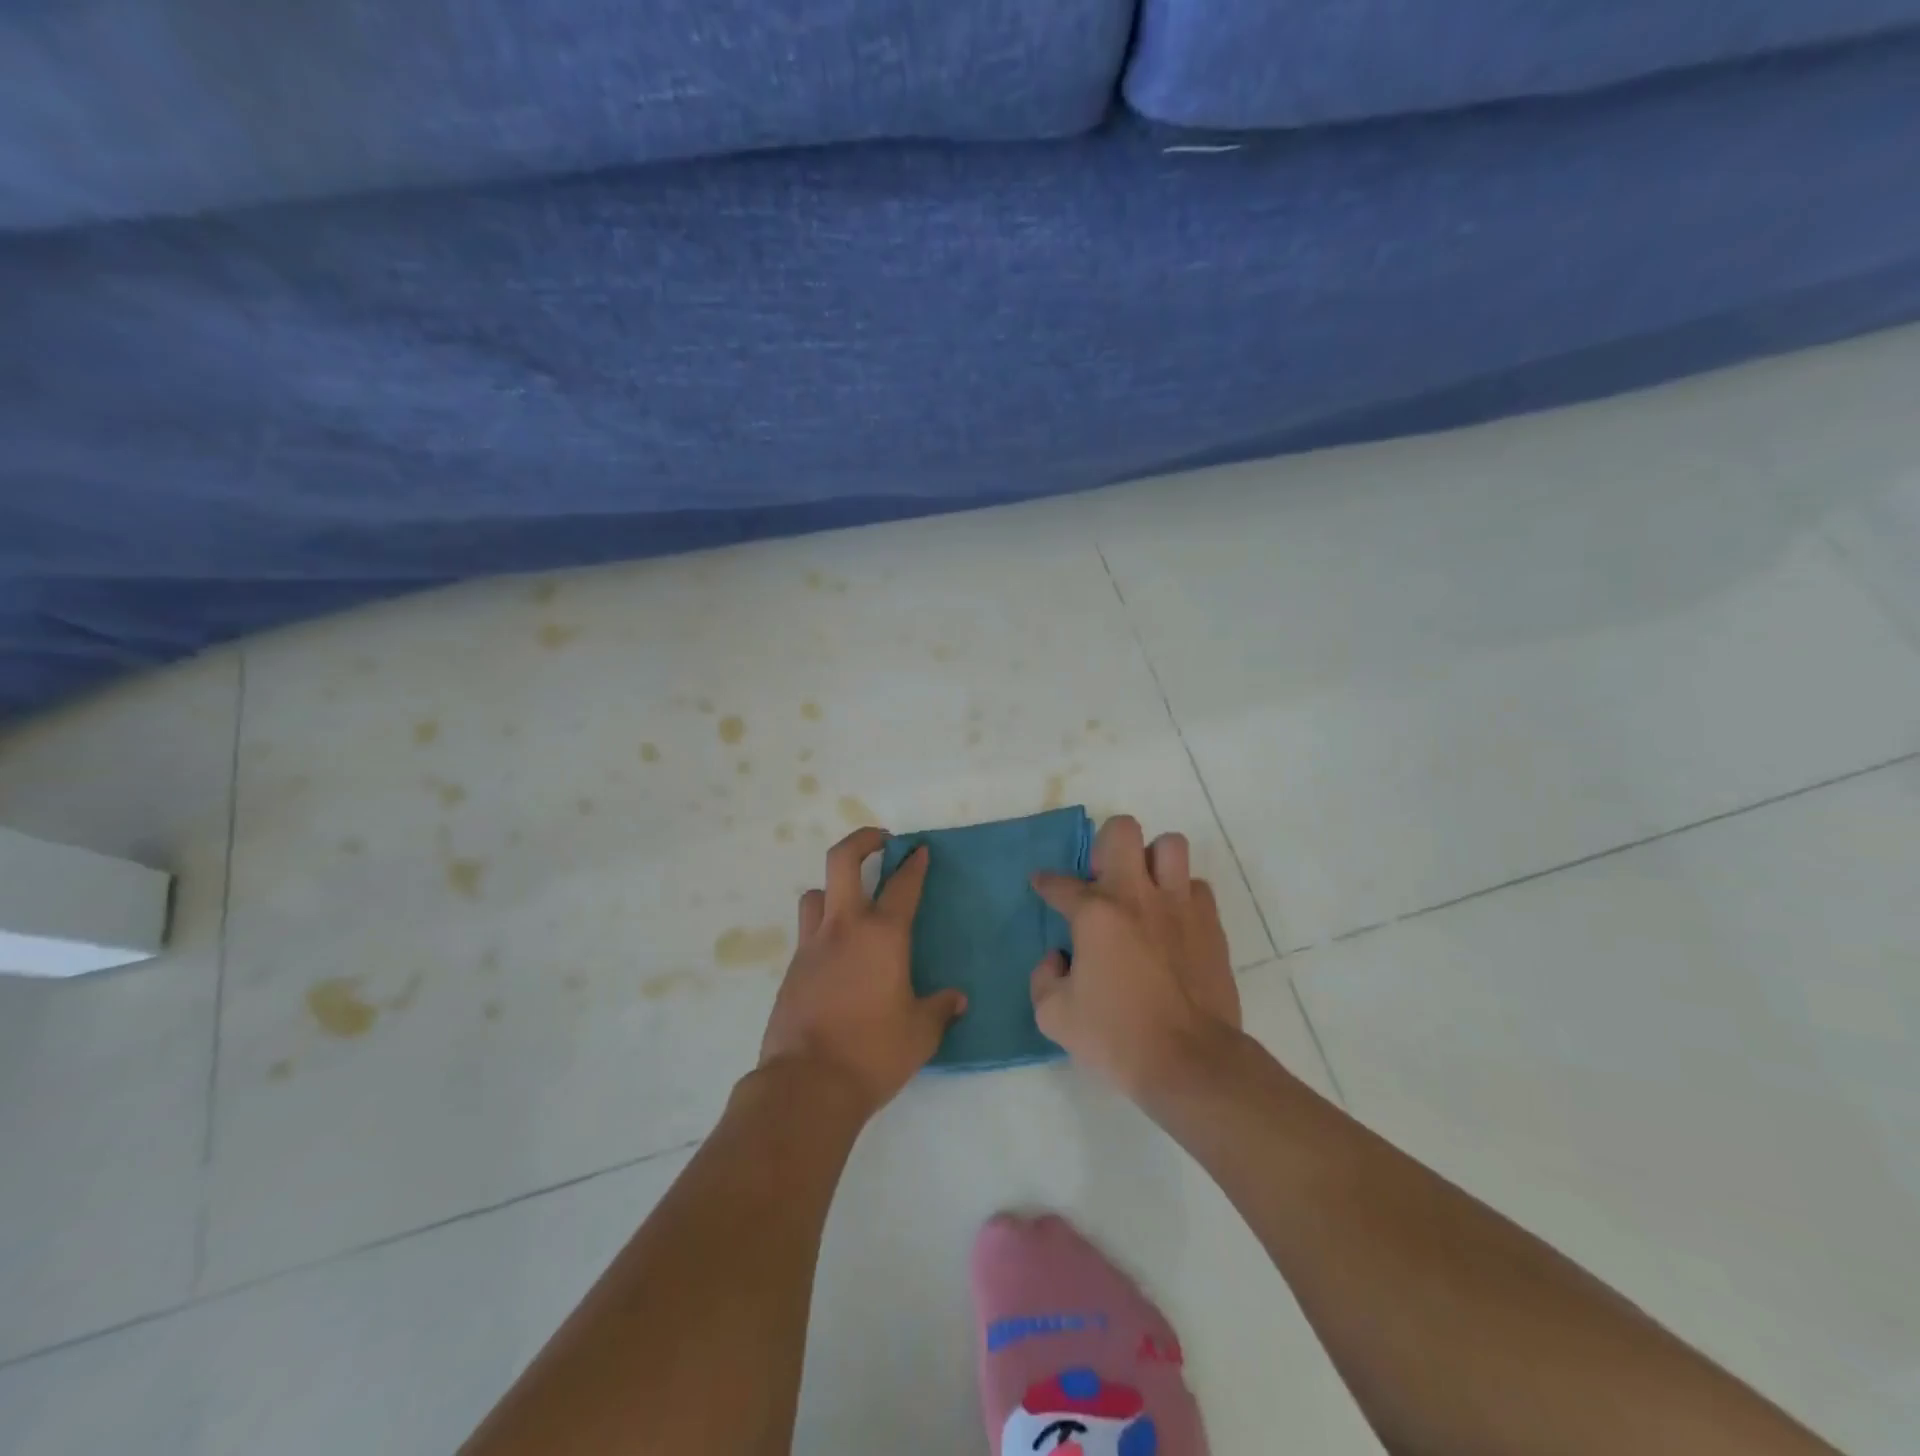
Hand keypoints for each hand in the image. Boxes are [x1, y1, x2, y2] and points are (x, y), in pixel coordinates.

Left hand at [759, 826, 966, 1119]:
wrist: (807, 1084)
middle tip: (880, 841)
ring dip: (834, 888)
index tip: (919, 850)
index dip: (914, 864)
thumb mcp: (921, 1034)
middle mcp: (844, 928)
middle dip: (862, 840)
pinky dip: (822, 930)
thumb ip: (940, 1009)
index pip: (902, 885)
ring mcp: (812, 946)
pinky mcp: (792, 969)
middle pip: (842, 860)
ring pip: (816, 894)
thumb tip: (957, 1000)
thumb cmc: (873, 1052)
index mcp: (882, 935)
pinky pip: (807, 933)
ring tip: (852, 904)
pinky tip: (838, 957)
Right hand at [1031, 815, 1240, 1098]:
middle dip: (1106, 845)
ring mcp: (1180, 906)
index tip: (1044, 885)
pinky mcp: (1211, 925)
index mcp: (1095, 913)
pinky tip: (1173, 922)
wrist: (1190, 1062)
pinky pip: (1197, 887)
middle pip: (1122, 830)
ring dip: (1152, 861)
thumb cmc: (1117, 1038)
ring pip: (1170, 846)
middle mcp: (1136, 896)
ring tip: (1144, 890)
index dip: (1047, 883)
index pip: (1061, 883)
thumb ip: (1044, 978)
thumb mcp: (1054, 1016)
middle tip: (1103, 879)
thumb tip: (1059, 957)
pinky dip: (1183, 896)